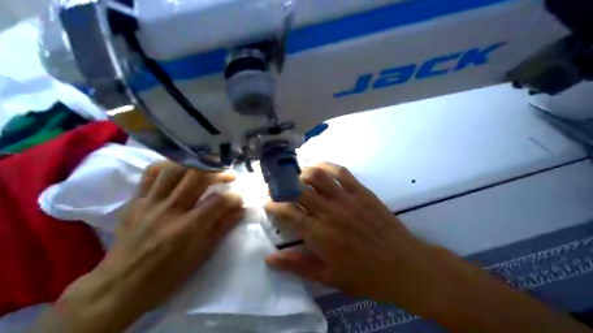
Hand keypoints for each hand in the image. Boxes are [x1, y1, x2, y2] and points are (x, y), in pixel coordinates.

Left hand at [54, 160, 242, 330]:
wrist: (120, 286)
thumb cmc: (167, 276)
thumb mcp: (200, 255)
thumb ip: (221, 228)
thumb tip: (239, 209)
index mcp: (188, 229)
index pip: (219, 201)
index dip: (234, 197)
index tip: (238, 199)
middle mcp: (169, 210)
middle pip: (197, 176)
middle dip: (218, 173)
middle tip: (228, 176)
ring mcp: (149, 203)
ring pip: (174, 169)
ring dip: (195, 166)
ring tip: (205, 170)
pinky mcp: (135, 201)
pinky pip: (151, 173)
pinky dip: (168, 166)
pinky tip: (179, 170)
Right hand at [264, 165, 462, 317]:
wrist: (403, 265)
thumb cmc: (364, 275)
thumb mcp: (328, 276)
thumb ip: (297, 266)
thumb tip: (269, 259)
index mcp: (318, 234)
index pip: (287, 212)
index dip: (273, 205)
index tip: (268, 204)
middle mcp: (329, 211)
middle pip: (297, 189)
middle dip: (282, 186)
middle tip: (277, 187)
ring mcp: (347, 199)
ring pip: (317, 175)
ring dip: (301, 172)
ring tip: (295, 176)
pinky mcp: (362, 191)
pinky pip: (341, 172)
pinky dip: (326, 166)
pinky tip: (319, 168)